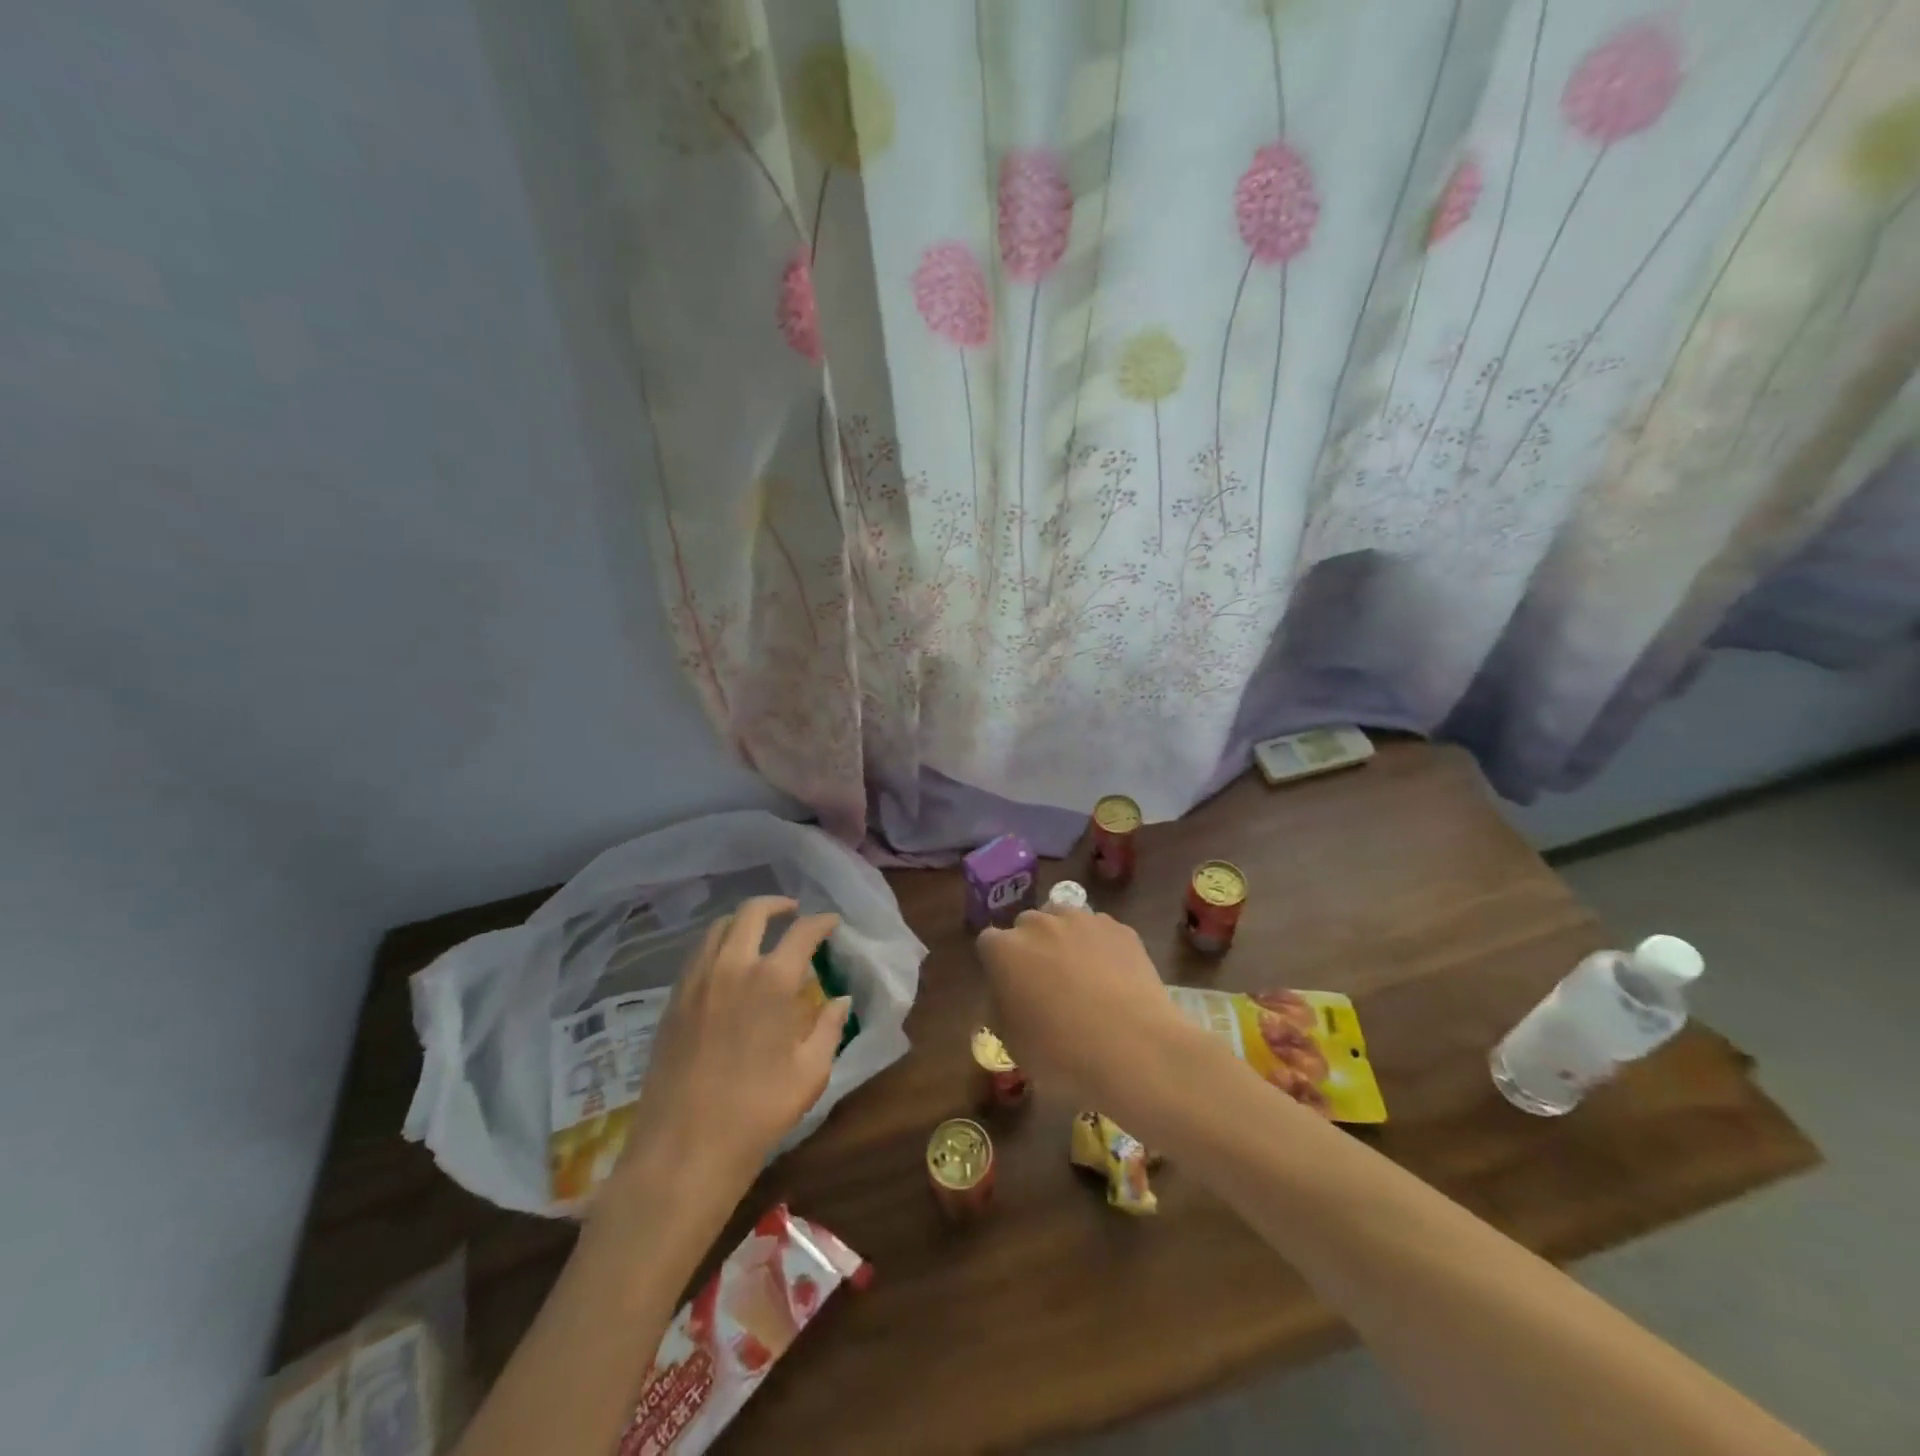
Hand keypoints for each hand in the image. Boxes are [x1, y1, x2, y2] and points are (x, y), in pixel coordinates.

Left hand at [611, 897, 847, 1205]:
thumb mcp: (810, 1073)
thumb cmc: (757, 1112)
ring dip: (744, 921)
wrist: (683, 1150)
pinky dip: (719, 944)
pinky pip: (698, 954)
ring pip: (719, 927)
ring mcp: (696, 980)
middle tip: (793, 913)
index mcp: (771, 980)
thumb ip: (829, 1028)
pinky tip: (729, 965)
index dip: (822, 922)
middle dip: (778, 905)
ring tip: (760, 934)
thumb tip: (840, 1000)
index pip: (803, 931)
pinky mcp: (673, 1000)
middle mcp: (732, 966)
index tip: (832, 923)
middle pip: (753, 912)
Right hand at [976, 906, 1197, 1105]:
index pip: (988, 943)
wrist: (1134, 1049)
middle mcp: (1039, 923)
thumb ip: (1002, 1008)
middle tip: (1045, 983)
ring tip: (1081, 976)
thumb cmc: (1061, 1054)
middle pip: (1026, 925)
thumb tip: (1008, 996)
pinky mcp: (1118, 928)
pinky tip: (1113, 978)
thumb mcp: (1012, 1043)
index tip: (1009, 988)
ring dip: (1064, 940)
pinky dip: (1100, 947)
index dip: (998, 965)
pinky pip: (1099, 930)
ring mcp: (1082, 920)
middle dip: (1030, 947)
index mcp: (1004, 950)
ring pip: (1063, 920)